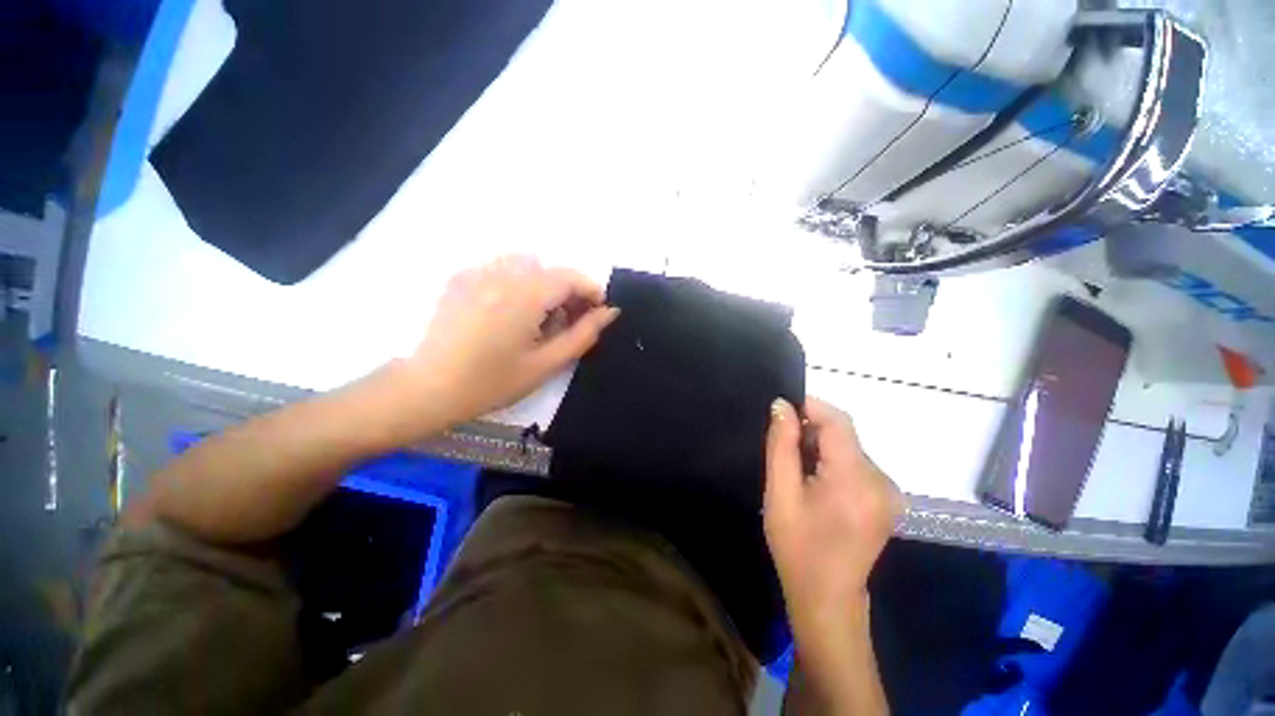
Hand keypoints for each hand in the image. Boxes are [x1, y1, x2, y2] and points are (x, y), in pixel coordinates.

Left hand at [401, 255, 619, 423]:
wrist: (429, 388)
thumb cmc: (492, 382)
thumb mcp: (546, 363)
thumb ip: (583, 334)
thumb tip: (610, 312)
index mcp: (525, 295)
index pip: (571, 277)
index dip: (592, 291)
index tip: (598, 313)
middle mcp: (502, 273)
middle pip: (550, 269)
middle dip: (568, 292)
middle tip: (568, 323)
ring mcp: (477, 272)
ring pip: (526, 265)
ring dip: (543, 285)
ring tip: (538, 318)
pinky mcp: (460, 279)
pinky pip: (501, 269)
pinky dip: (517, 283)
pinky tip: (509, 312)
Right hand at [764, 397, 902, 624]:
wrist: (828, 597)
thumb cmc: (797, 546)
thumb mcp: (779, 493)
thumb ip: (781, 445)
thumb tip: (781, 406)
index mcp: (856, 480)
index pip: (839, 423)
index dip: (811, 407)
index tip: (783, 408)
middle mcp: (882, 481)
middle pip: (845, 435)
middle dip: (812, 431)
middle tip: (783, 447)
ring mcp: (890, 491)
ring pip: (850, 448)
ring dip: (821, 447)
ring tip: (798, 470)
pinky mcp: (888, 498)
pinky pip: (857, 464)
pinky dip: (834, 461)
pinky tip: (817, 482)